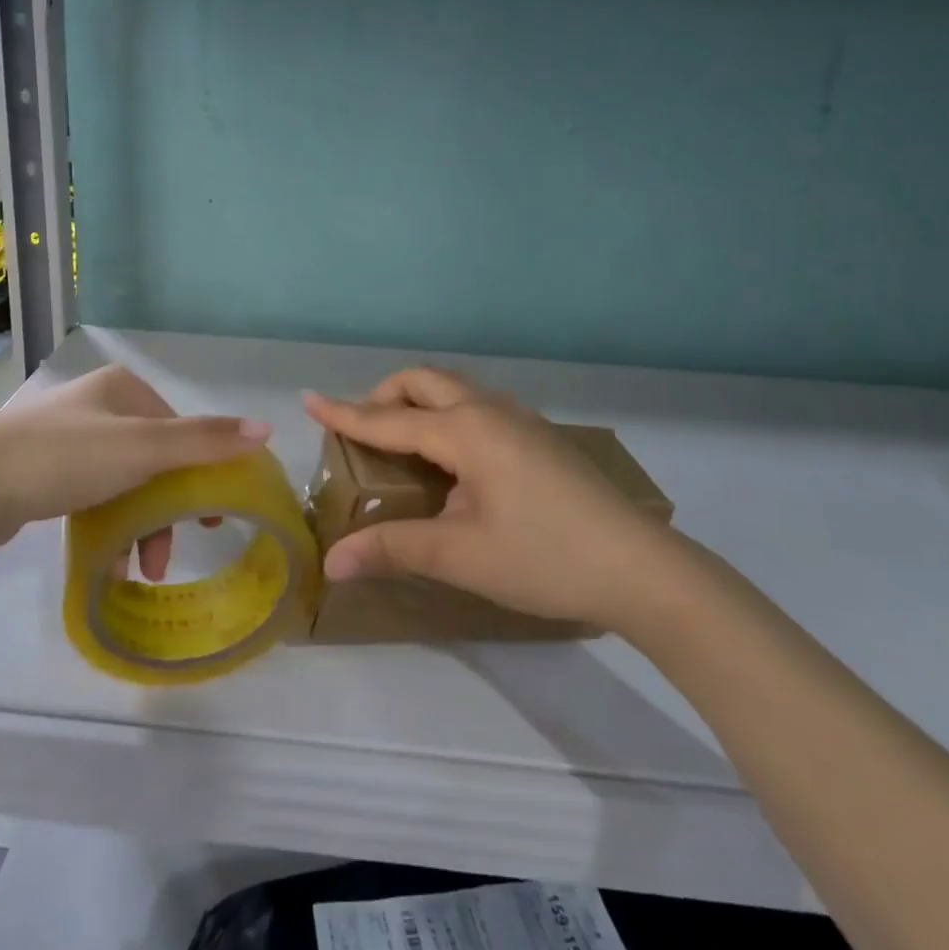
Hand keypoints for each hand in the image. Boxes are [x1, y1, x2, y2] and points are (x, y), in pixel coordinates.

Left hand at [0, 365, 267, 560]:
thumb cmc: (66, 459)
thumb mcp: (144, 448)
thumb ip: (205, 440)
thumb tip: (267, 429)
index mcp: (123, 388)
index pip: (179, 430)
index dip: (199, 474)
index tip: (205, 520)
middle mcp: (98, 405)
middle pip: (153, 459)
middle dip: (165, 510)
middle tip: (170, 552)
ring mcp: (68, 436)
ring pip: (124, 481)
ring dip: (138, 525)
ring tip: (138, 569)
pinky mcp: (44, 469)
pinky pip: (93, 494)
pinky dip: (109, 524)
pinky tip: (110, 559)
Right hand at [304, 369, 687, 633]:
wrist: (640, 568)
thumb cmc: (543, 557)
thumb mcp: (460, 555)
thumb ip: (393, 548)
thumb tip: (332, 562)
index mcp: (466, 431)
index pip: (389, 418)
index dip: (345, 413)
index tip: (308, 399)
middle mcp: (491, 411)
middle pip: (425, 381)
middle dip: (385, 394)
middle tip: (362, 427)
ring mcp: (521, 420)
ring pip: (456, 390)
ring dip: (420, 401)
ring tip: (402, 440)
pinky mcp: (540, 437)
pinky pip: (479, 407)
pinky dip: (448, 414)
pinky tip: (454, 458)